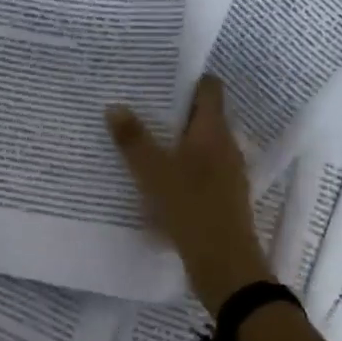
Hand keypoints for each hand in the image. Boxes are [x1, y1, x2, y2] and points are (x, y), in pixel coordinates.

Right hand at [106, 76, 273, 313]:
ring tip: (140, 137)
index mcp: (213, 131)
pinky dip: (179, 165)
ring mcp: (227, 173)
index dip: (188, 78)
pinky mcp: (222, 196)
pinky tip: (154, 176)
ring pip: (199, 144)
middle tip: (138, 102)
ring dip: (174, 139)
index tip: (159, 74)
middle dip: (173, 108)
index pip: (210, 88)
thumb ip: (133, 139)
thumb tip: (114, 106)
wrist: (225, 266)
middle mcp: (225, 146)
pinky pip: (198, 169)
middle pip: (202, 115)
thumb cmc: (191, 208)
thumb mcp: (153, 172)